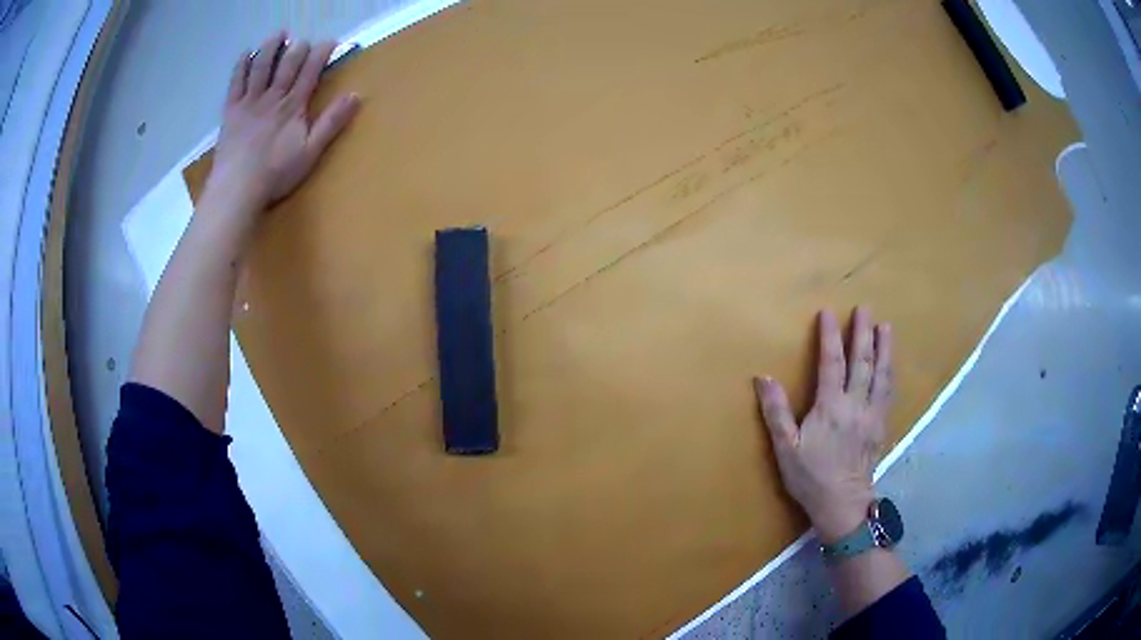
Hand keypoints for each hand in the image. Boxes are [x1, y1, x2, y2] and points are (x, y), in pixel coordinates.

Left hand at [202, 32, 360, 222]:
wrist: (237, 189)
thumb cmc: (276, 174)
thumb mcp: (311, 152)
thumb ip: (332, 122)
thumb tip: (356, 95)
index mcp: (293, 106)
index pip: (311, 71)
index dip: (321, 53)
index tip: (330, 42)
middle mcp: (272, 97)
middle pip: (287, 64)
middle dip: (298, 48)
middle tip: (303, 40)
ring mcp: (249, 102)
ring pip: (262, 66)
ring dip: (271, 47)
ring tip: (279, 34)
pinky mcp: (231, 111)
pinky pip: (236, 82)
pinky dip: (241, 65)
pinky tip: (246, 53)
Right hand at [754, 306, 892, 543]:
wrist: (842, 504)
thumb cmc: (810, 477)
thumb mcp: (785, 448)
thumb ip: (776, 412)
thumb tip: (763, 377)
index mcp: (831, 407)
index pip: (831, 363)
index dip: (830, 336)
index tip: (827, 312)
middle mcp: (856, 404)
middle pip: (862, 362)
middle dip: (863, 333)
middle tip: (865, 308)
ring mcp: (873, 414)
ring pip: (881, 374)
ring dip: (884, 348)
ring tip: (886, 327)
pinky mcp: (881, 425)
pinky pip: (889, 392)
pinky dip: (890, 373)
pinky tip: (891, 365)